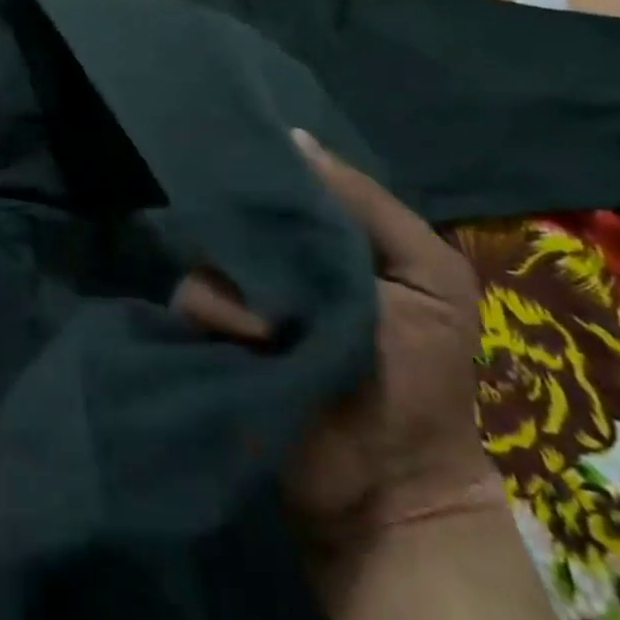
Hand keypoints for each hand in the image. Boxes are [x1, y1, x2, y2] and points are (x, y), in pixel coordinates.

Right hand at [175, 131, 498, 550]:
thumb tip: (294, 138)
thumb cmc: (422, 376)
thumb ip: (368, 207)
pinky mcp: (208, 336)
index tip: (246, 150)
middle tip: (267, 256)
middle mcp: (274, 265)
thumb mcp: (429, 279)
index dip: (267, 170)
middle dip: (247, 232)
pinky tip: (251, 342)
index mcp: (324, 243)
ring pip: (206, 261)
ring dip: (238, 290)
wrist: (391, 481)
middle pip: (236, 220)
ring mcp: (237, 301)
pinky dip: (218, 317)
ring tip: (273, 328)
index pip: (282, 186)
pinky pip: (190, 302)